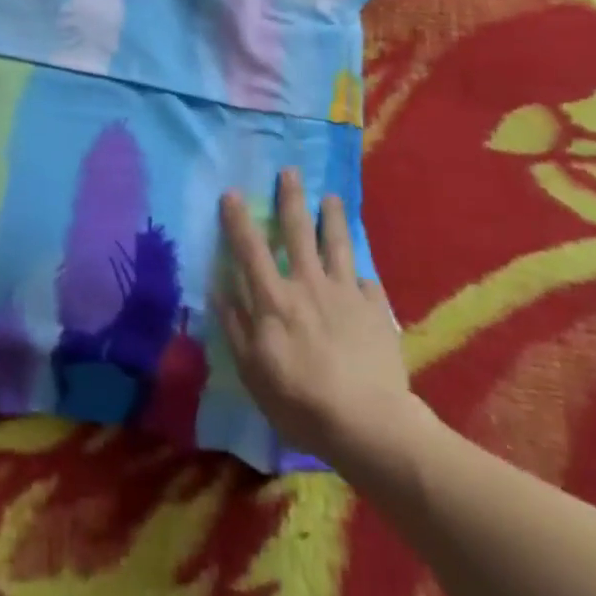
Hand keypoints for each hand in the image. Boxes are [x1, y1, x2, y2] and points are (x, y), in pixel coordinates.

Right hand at [213, 169, 428, 467]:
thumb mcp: (252, 371)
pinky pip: (368, 284)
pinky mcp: (376, 311)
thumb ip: (235, 326)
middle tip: (291, 171)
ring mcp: (346, 294)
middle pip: (298, 232)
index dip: (239, 219)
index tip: (232, 192)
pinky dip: (362, 276)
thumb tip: (219, 288)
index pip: (250, 249)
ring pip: (338, 245)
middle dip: (292, 198)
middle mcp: (308, 285)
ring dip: (333, 218)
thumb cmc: (300, 402)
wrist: (368, 424)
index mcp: (274, 299)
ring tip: (332, 198)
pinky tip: (363, 274)